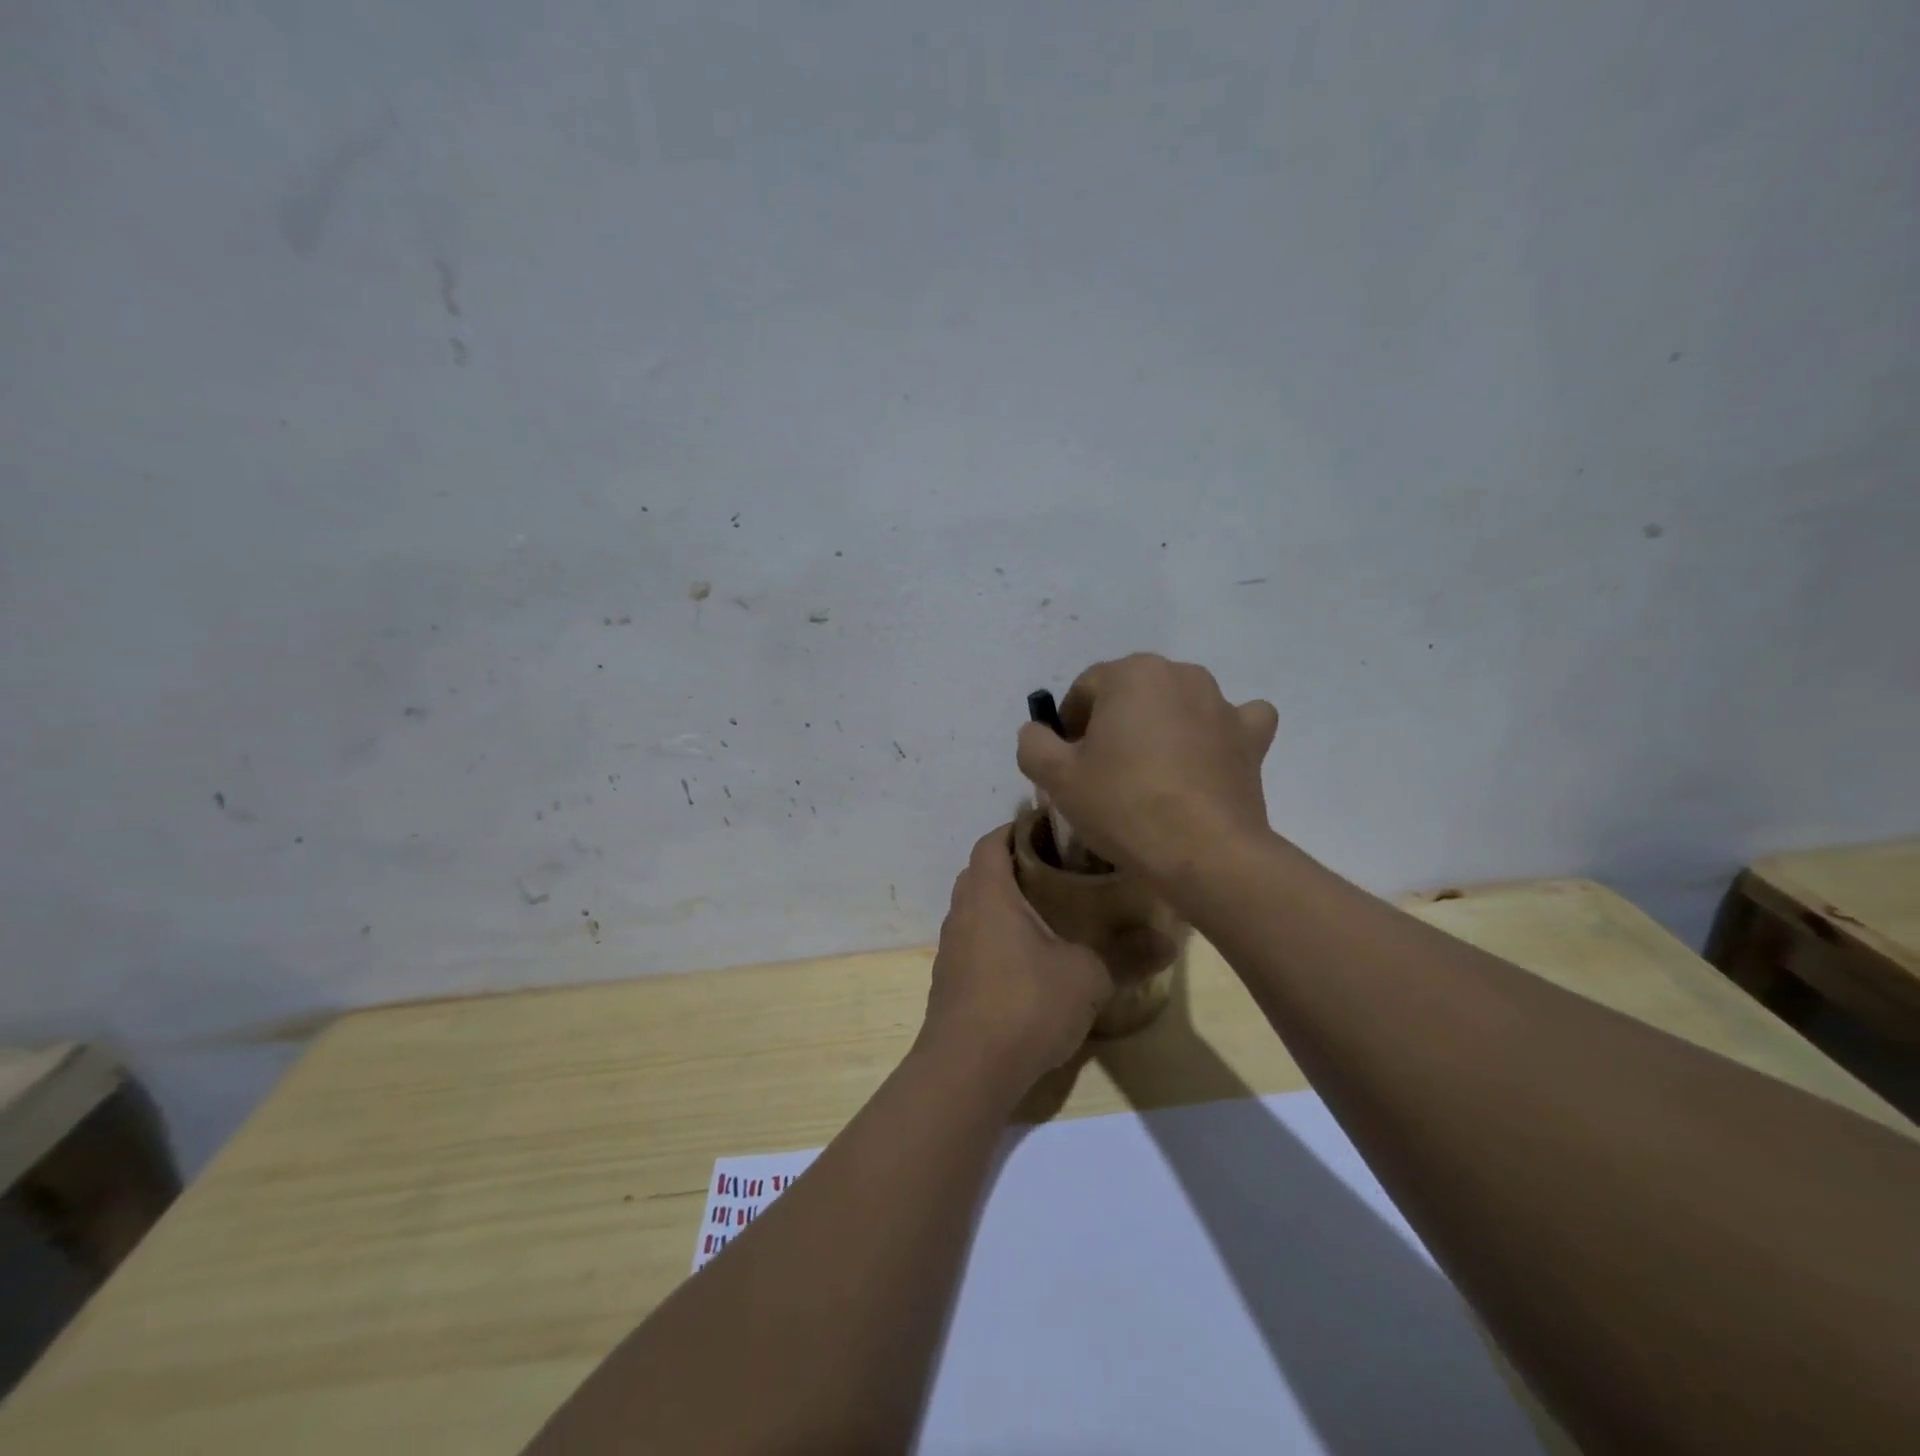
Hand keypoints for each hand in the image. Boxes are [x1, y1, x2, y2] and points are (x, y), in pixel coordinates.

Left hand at [921, 825, 1113, 1094]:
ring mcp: (951, 949)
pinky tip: (1026, 963)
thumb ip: (1126, 955)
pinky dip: (995, 940)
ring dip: (1003, 906)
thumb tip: (1169, 941)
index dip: (1015, 830)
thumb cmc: (1026, 1004)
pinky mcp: (949, 982)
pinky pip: (972, 944)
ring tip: (1046, 915)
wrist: (967, 1070)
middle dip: (1012, 867)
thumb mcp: (1087, 977)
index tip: (1048, 831)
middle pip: (981, 874)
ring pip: (975, 911)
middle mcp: (962, 913)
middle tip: (1055, 872)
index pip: (991, 842)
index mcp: (989, 895)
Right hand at [1015, 654, 1278, 886]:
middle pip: (1131, 694)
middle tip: (1104, 772)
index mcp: (1131, 673)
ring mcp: (1222, 703)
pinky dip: (1217, 734)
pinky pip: (1233, 721)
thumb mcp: (1056, 777)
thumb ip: (1033, 743)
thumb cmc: (1123, 806)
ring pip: (1178, 705)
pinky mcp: (1251, 737)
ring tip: (1151, 775)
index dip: (1069, 726)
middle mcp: (1180, 674)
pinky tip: (1206, 758)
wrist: (1203, 853)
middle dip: (1114, 724)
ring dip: (1161, 727)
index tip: (1068, 764)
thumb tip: (1037, 732)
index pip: (1085, 690)